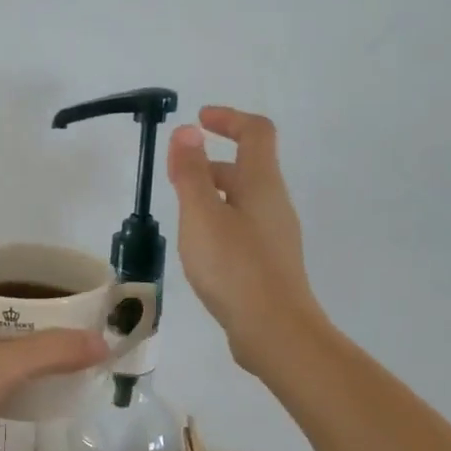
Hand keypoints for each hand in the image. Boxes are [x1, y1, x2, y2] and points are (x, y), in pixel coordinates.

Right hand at [166, 106, 326, 372]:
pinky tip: (199, 251)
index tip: (199, 120)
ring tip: (180, 217)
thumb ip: (192, 173)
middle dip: (211, 163)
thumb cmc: (234, 267)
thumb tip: (188, 131)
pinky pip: (242, 228)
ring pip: (242, 201)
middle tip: (176, 176)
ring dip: (212, 196)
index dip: (229, 119)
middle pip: (247, 168)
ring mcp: (275, 236)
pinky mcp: (269, 264)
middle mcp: (274, 204)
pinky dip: (218, 223)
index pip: (255, 132)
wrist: (274, 331)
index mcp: (262, 184)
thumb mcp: (202, 215)